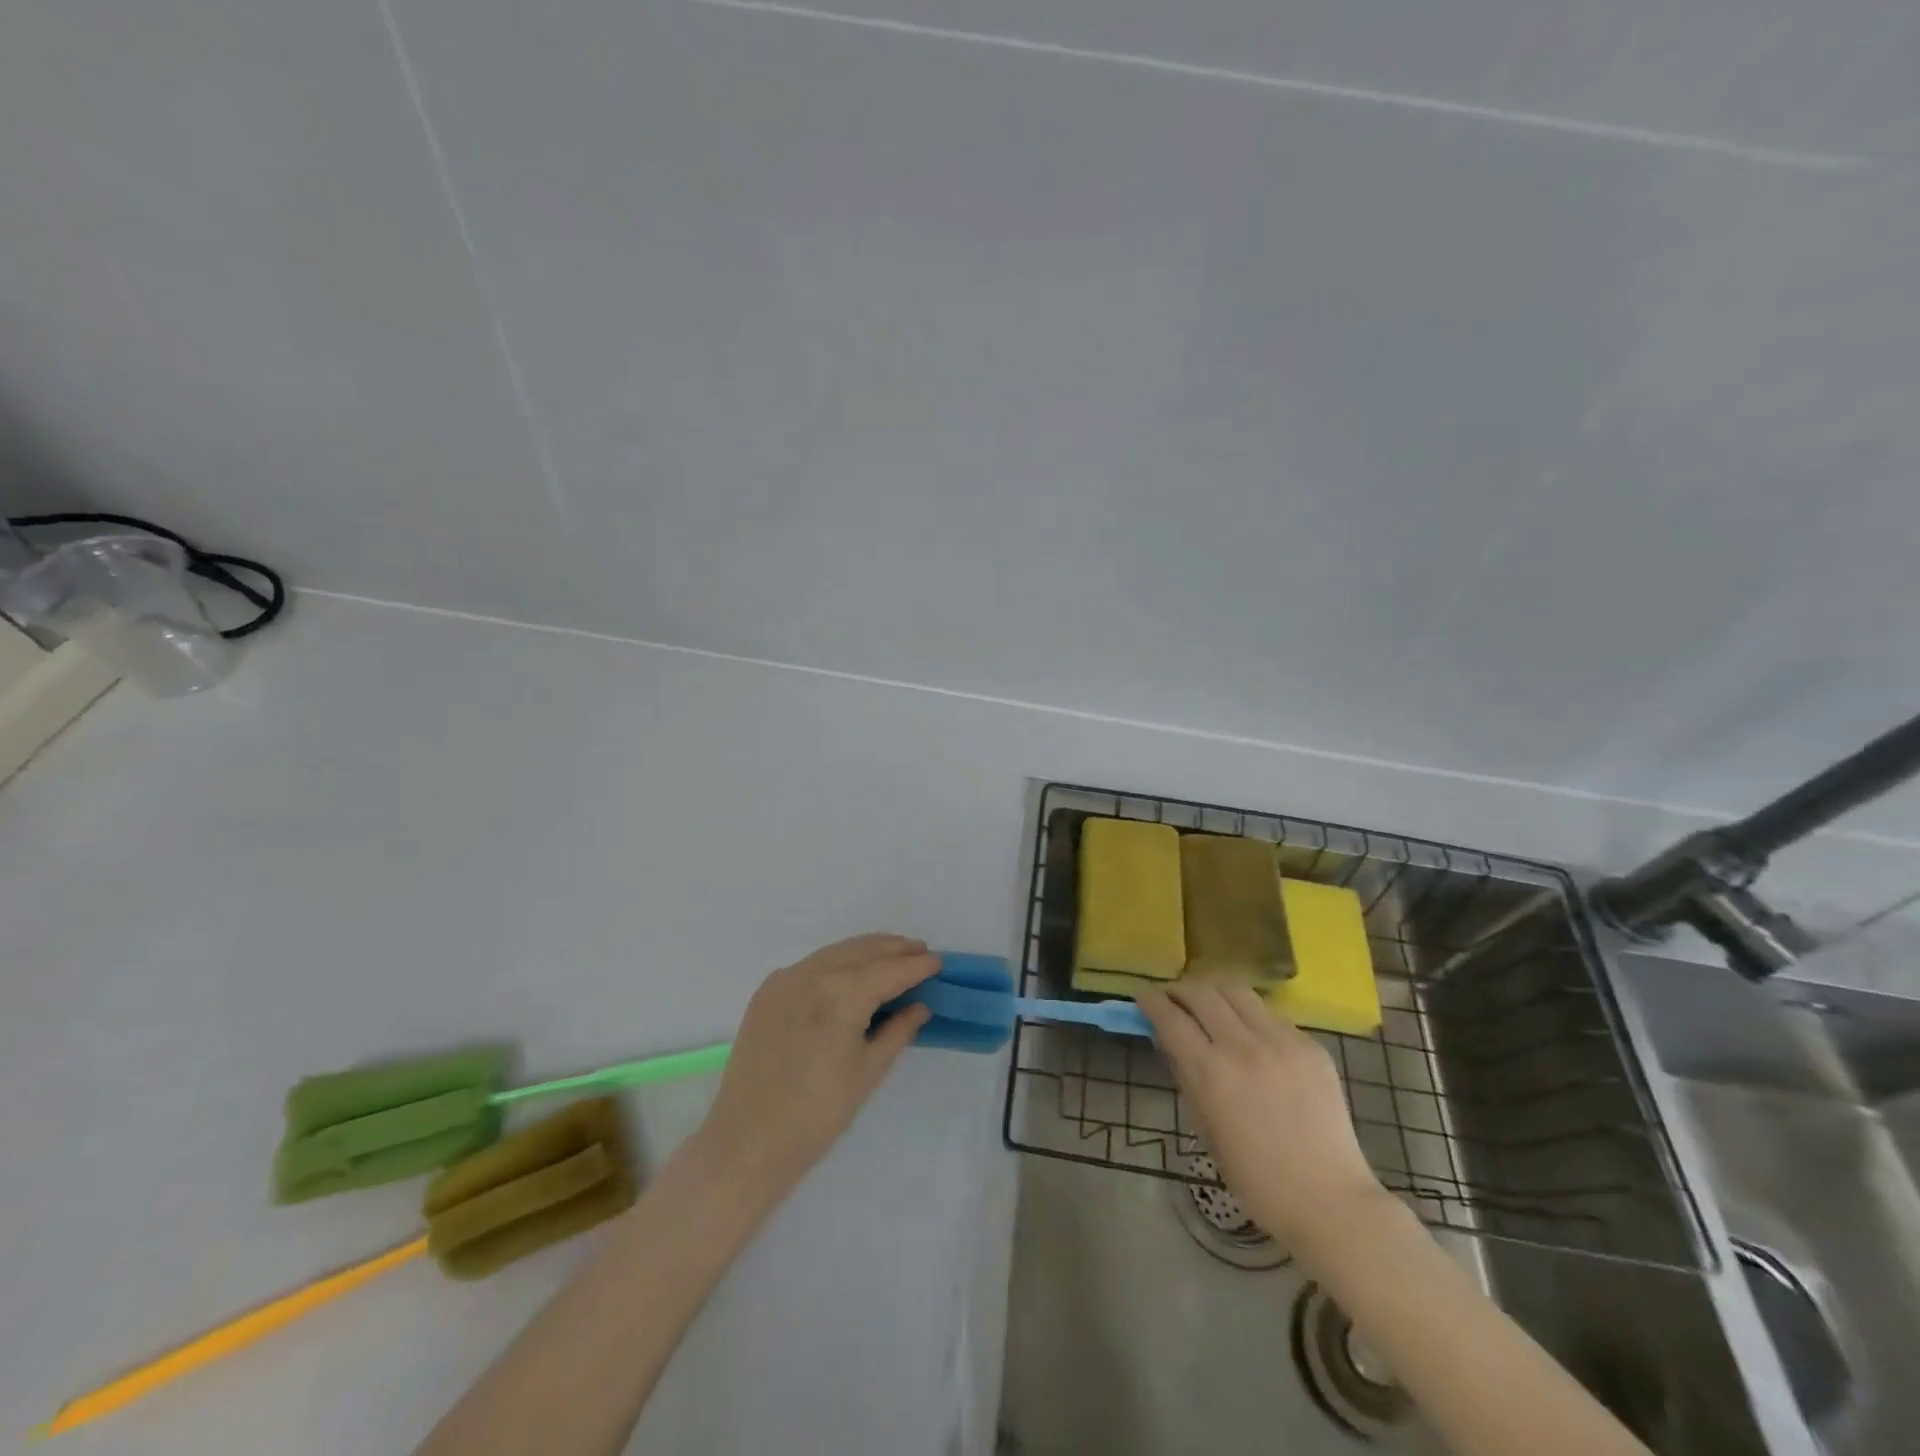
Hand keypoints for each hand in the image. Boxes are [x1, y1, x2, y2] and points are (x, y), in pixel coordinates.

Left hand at [693, 934, 936, 1194]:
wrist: (746, 1142)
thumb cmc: (817, 1115)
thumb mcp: (868, 1073)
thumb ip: (897, 1031)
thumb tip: (919, 1006)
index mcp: (841, 994)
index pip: (889, 970)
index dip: (916, 966)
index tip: (939, 962)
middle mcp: (812, 974)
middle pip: (862, 951)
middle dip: (894, 949)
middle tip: (921, 952)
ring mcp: (785, 979)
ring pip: (836, 952)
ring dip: (867, 950)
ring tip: (892, 953)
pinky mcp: (767, 991)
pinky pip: (811, 965)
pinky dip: (838, 961)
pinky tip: (851, 970)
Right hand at [1138, 980, 1388, 1253]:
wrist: (1329, 1200)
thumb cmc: (1256, 1178)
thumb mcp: (1204, 1128)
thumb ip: (1186, 1076)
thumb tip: (1169, 1039)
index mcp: (1212, 1073)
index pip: (1170, 1017)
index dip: (1151, 1000)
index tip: (1142, 995)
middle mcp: (1244, 1047)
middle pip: (1202, 993)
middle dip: (1180, 989)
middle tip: (1172, 998)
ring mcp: (1282, 1042)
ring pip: (1238, 992)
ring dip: (1215, 993)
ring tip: (1209, 1005)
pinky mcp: (1312, 1047)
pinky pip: (1271, 1016)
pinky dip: (1250, 1017)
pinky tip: (1251, 1036)